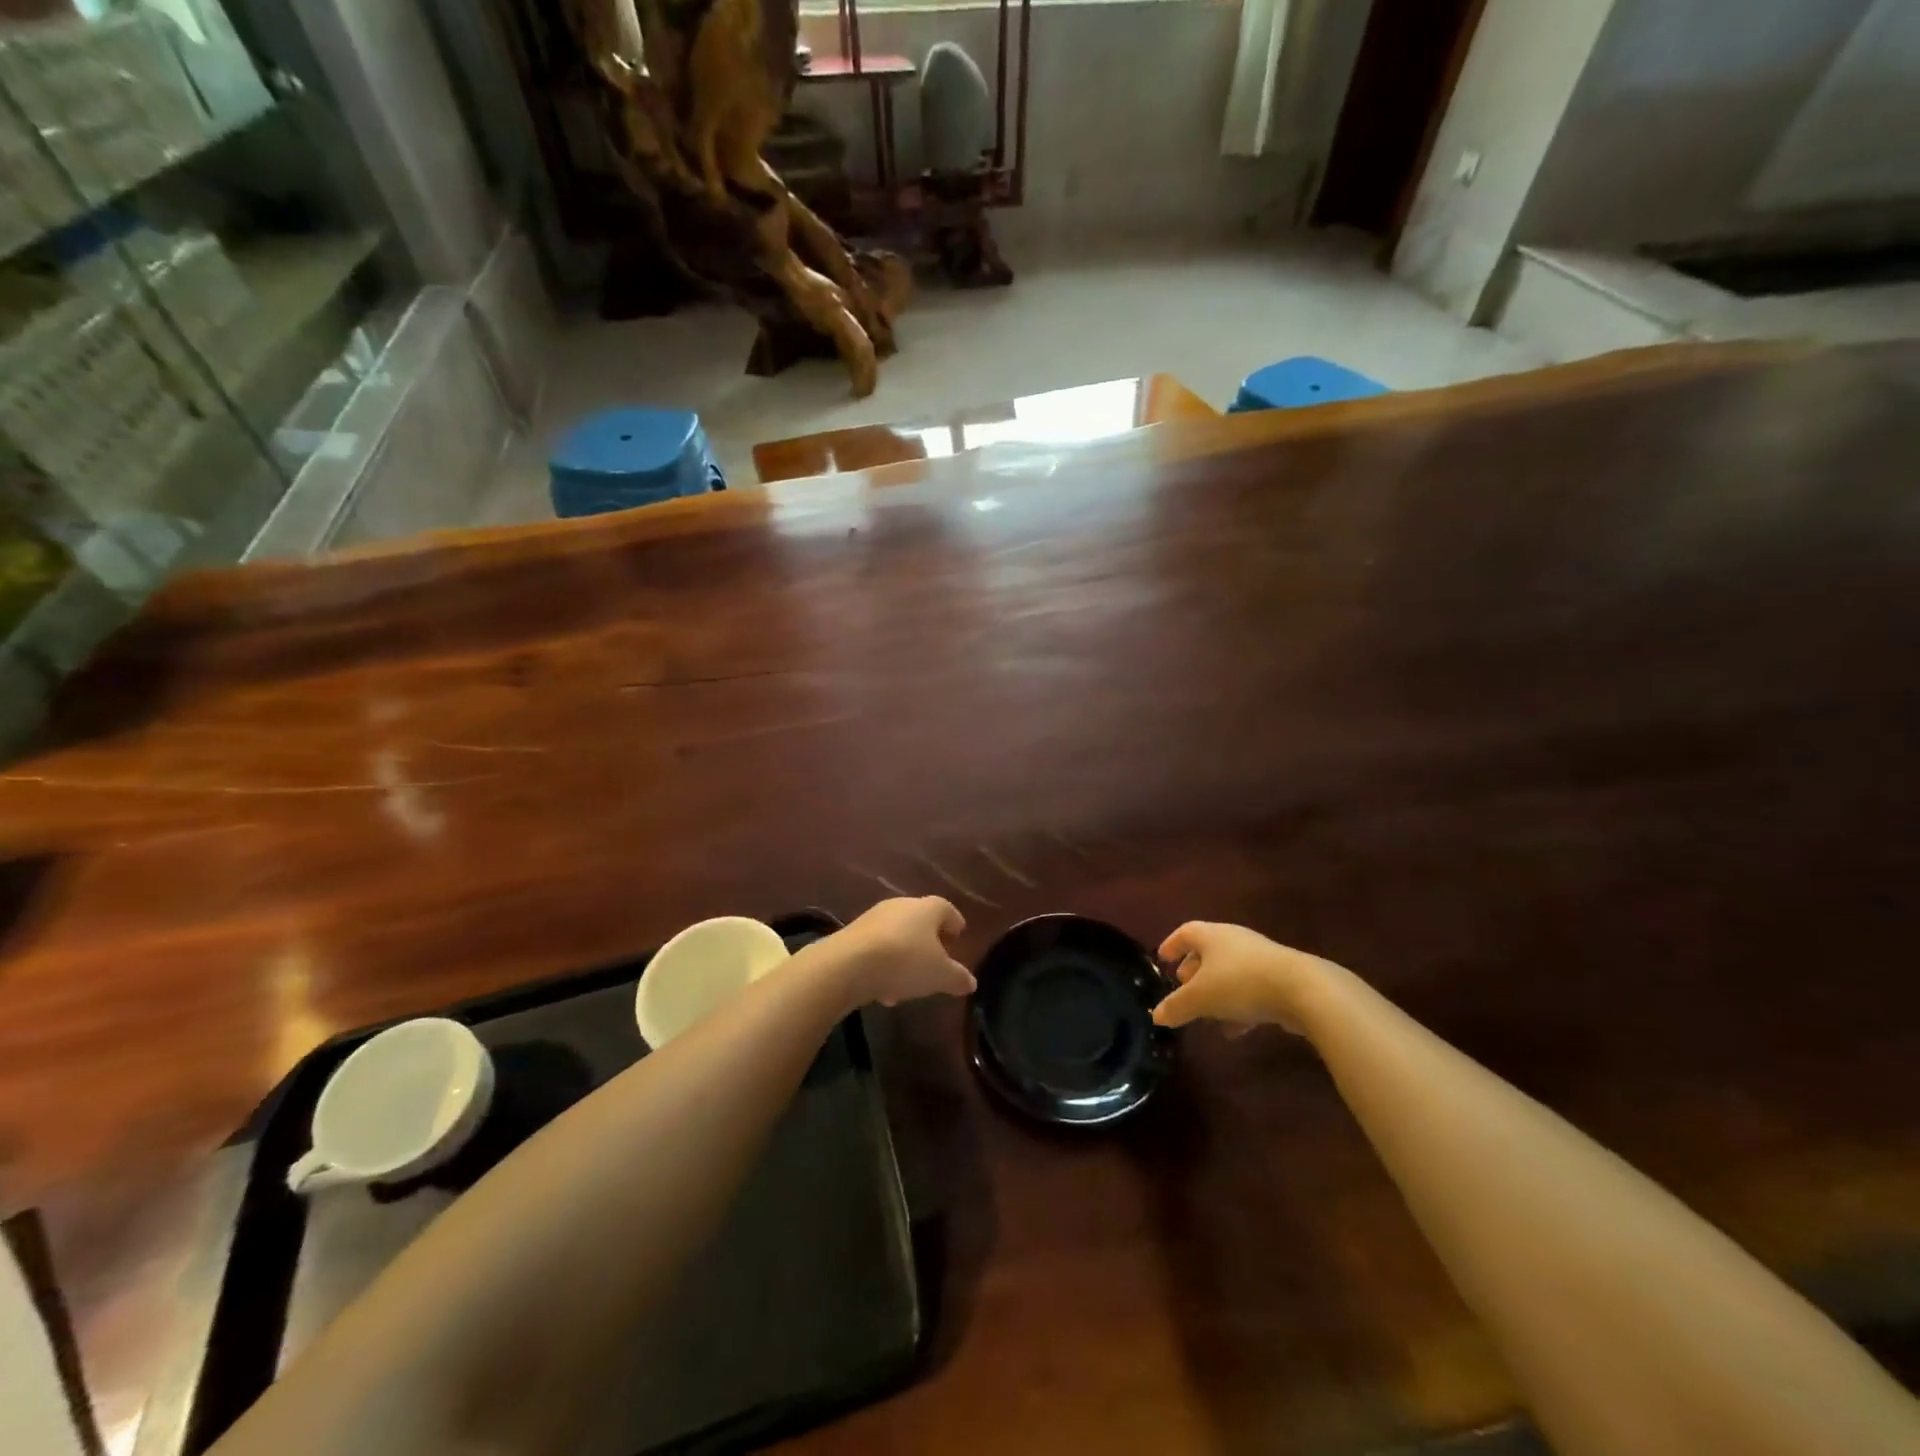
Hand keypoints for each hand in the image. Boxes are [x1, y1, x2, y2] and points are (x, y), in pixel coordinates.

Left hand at [826, 896, 974, 1007]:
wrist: (849, 964)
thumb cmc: (905, 961)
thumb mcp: (940, 975)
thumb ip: (958, 978)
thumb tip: (971, 982)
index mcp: (927, 908)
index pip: (946, 909)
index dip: (954, 922)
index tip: (959, 935)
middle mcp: (900, 906)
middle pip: (919, 920)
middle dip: (928, 941)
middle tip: (936, 960)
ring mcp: (874, 918)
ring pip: (897, 936)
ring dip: (905, 956)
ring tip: (909, 985)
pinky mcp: (852, 934)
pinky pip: (877, 948)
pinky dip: (884, 964)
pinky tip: (884, 990)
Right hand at [1152, 921, 1345, 1033]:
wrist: (1303, 990)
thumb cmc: (1240, 983)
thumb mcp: (1201, 998)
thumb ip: (1177, 1006)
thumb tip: (1156, 1015)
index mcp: (1212, 936)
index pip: (1185, 933)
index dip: (1171, 945)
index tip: (1162, 959)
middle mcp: (1235, 941)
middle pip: (1207, 952)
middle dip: (1193, 971)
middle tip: (1183, 988)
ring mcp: (1260, 959)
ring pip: (1229, 973)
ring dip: (1216, 993)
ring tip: (1206, 1015)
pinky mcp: (1280, 979)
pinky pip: (1250, 989)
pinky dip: (1238, 1006)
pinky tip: (1235, 1030)